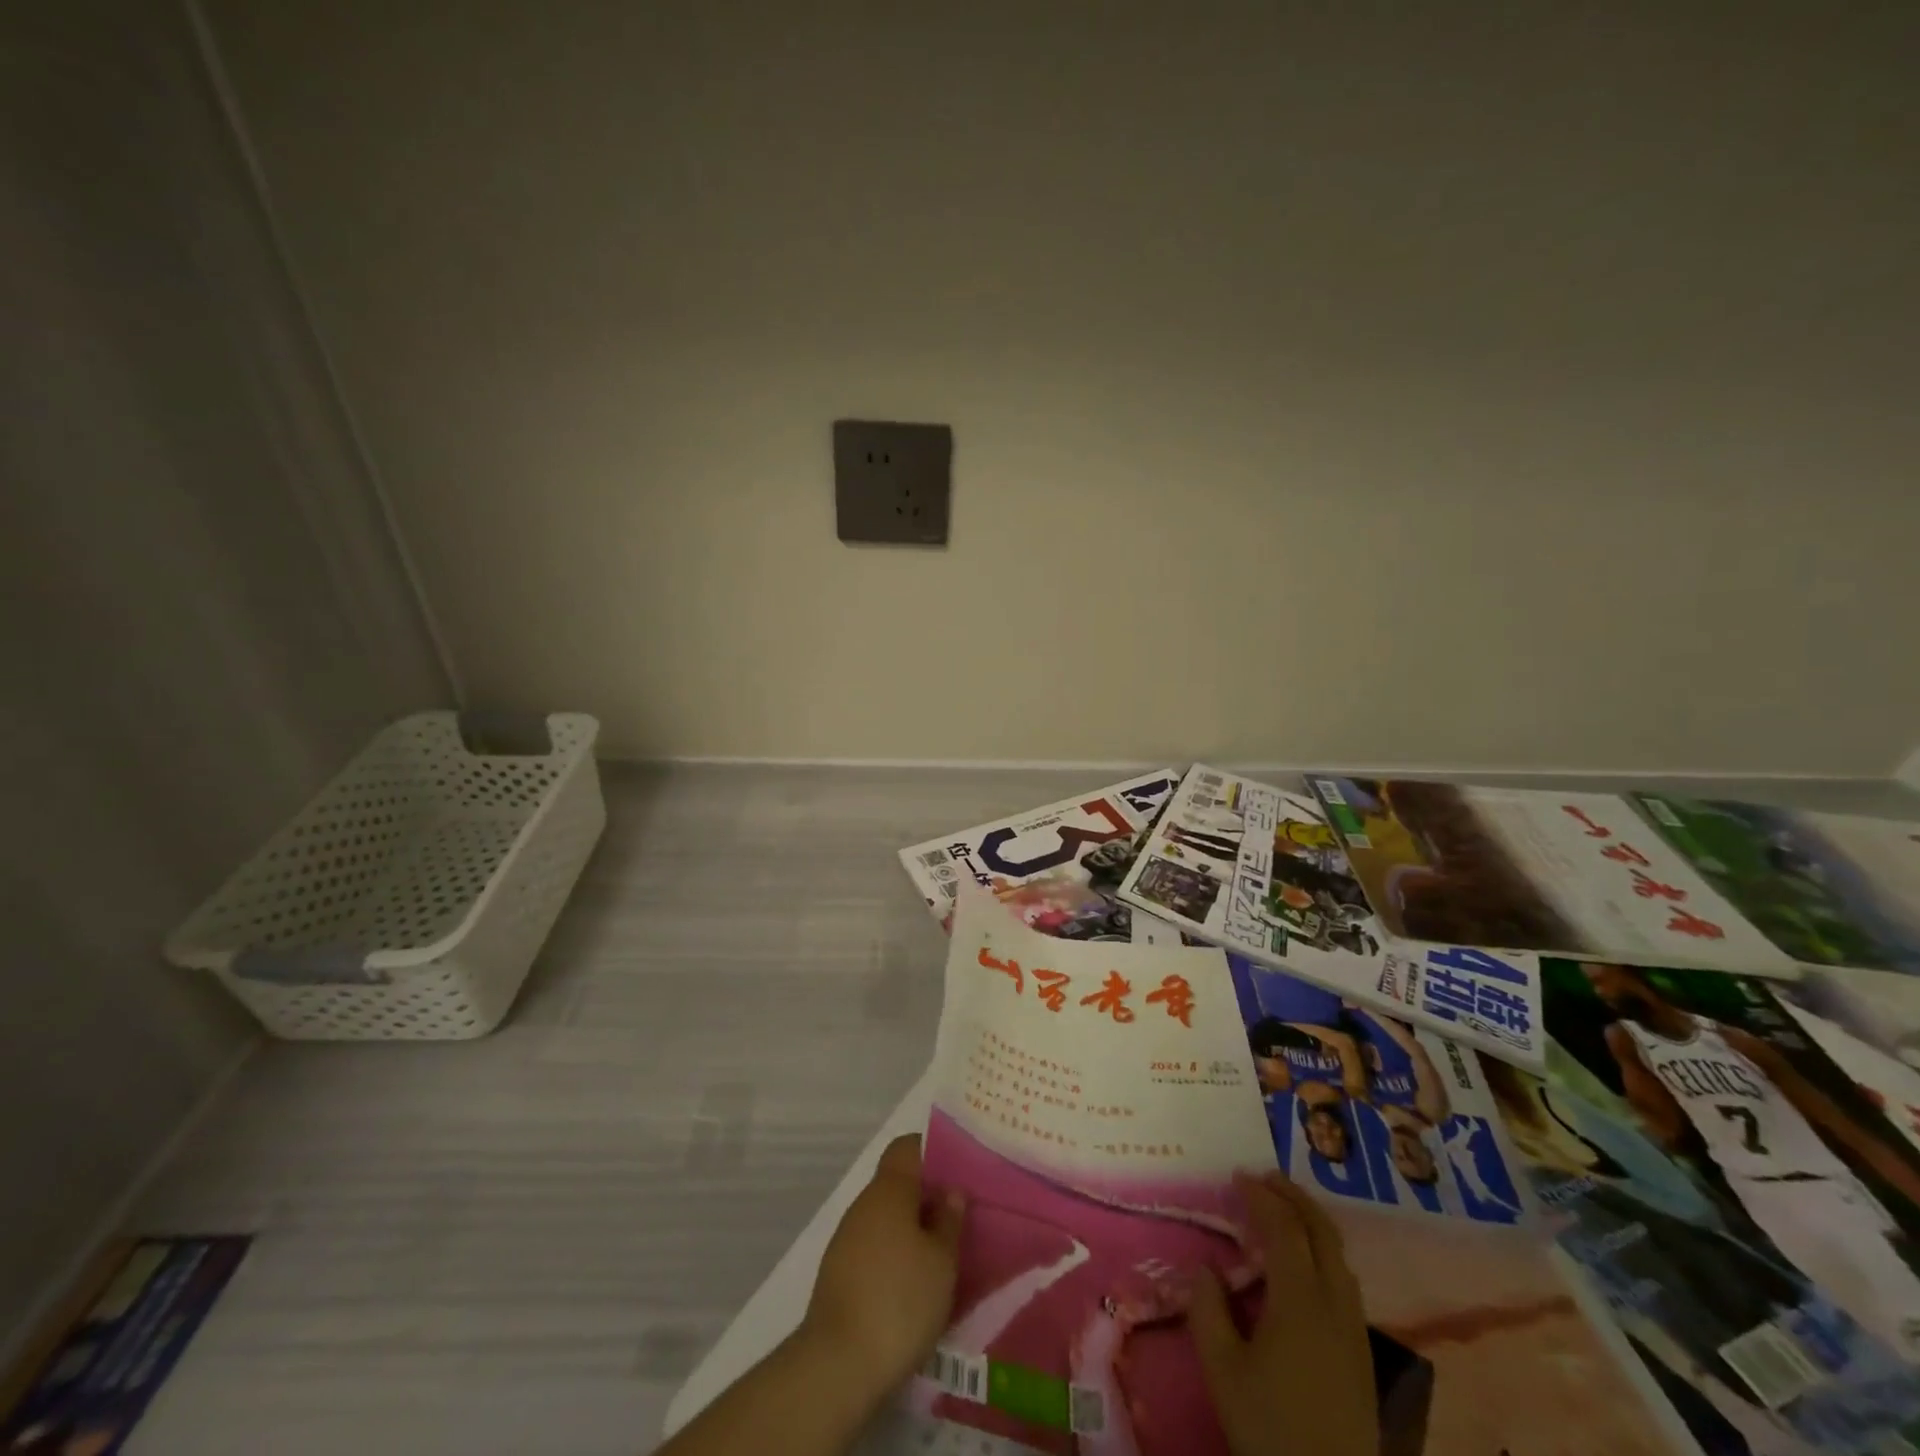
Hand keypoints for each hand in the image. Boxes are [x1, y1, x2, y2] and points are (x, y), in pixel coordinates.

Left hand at [802, 1133, 964, 1393]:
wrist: (837, 1365)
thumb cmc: (900, 1300)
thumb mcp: (942, 1262)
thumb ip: (949, 1220)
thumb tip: (951, 1191)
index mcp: (889, 1189)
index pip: (907, 1147)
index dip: (932, 1151)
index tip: (958, 1170)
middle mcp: (864, 1204)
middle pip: (898, 1184)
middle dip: (927, 1197)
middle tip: (960, 1218)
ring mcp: (846, 1239)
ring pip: (886, 1219)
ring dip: (911, 1230)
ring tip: (943, 1257)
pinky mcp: (838, 1274)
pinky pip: (874, 1248)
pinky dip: (894, 1257)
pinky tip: (913, 1286)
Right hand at [1189, 1170, 1376, 1455]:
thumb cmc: (1269, 1428)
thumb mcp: (1222, 1369)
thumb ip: (1208, 1310)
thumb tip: (1206, 1268)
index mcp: (1300, 1301)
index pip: (1285, 1228)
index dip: (1262, 1196)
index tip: (1237, 1176)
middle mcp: (1335, 1304)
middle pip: (1322, 1231)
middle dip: (1294, 1197)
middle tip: (1265, 1178)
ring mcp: (1355, 1329)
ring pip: (1339, 1255)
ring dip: (1311, 1222)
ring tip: (1283, 1212)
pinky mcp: (1362, 1353)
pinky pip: (1345, 1280)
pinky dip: (1322, 1251)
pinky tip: (1303, 1264)